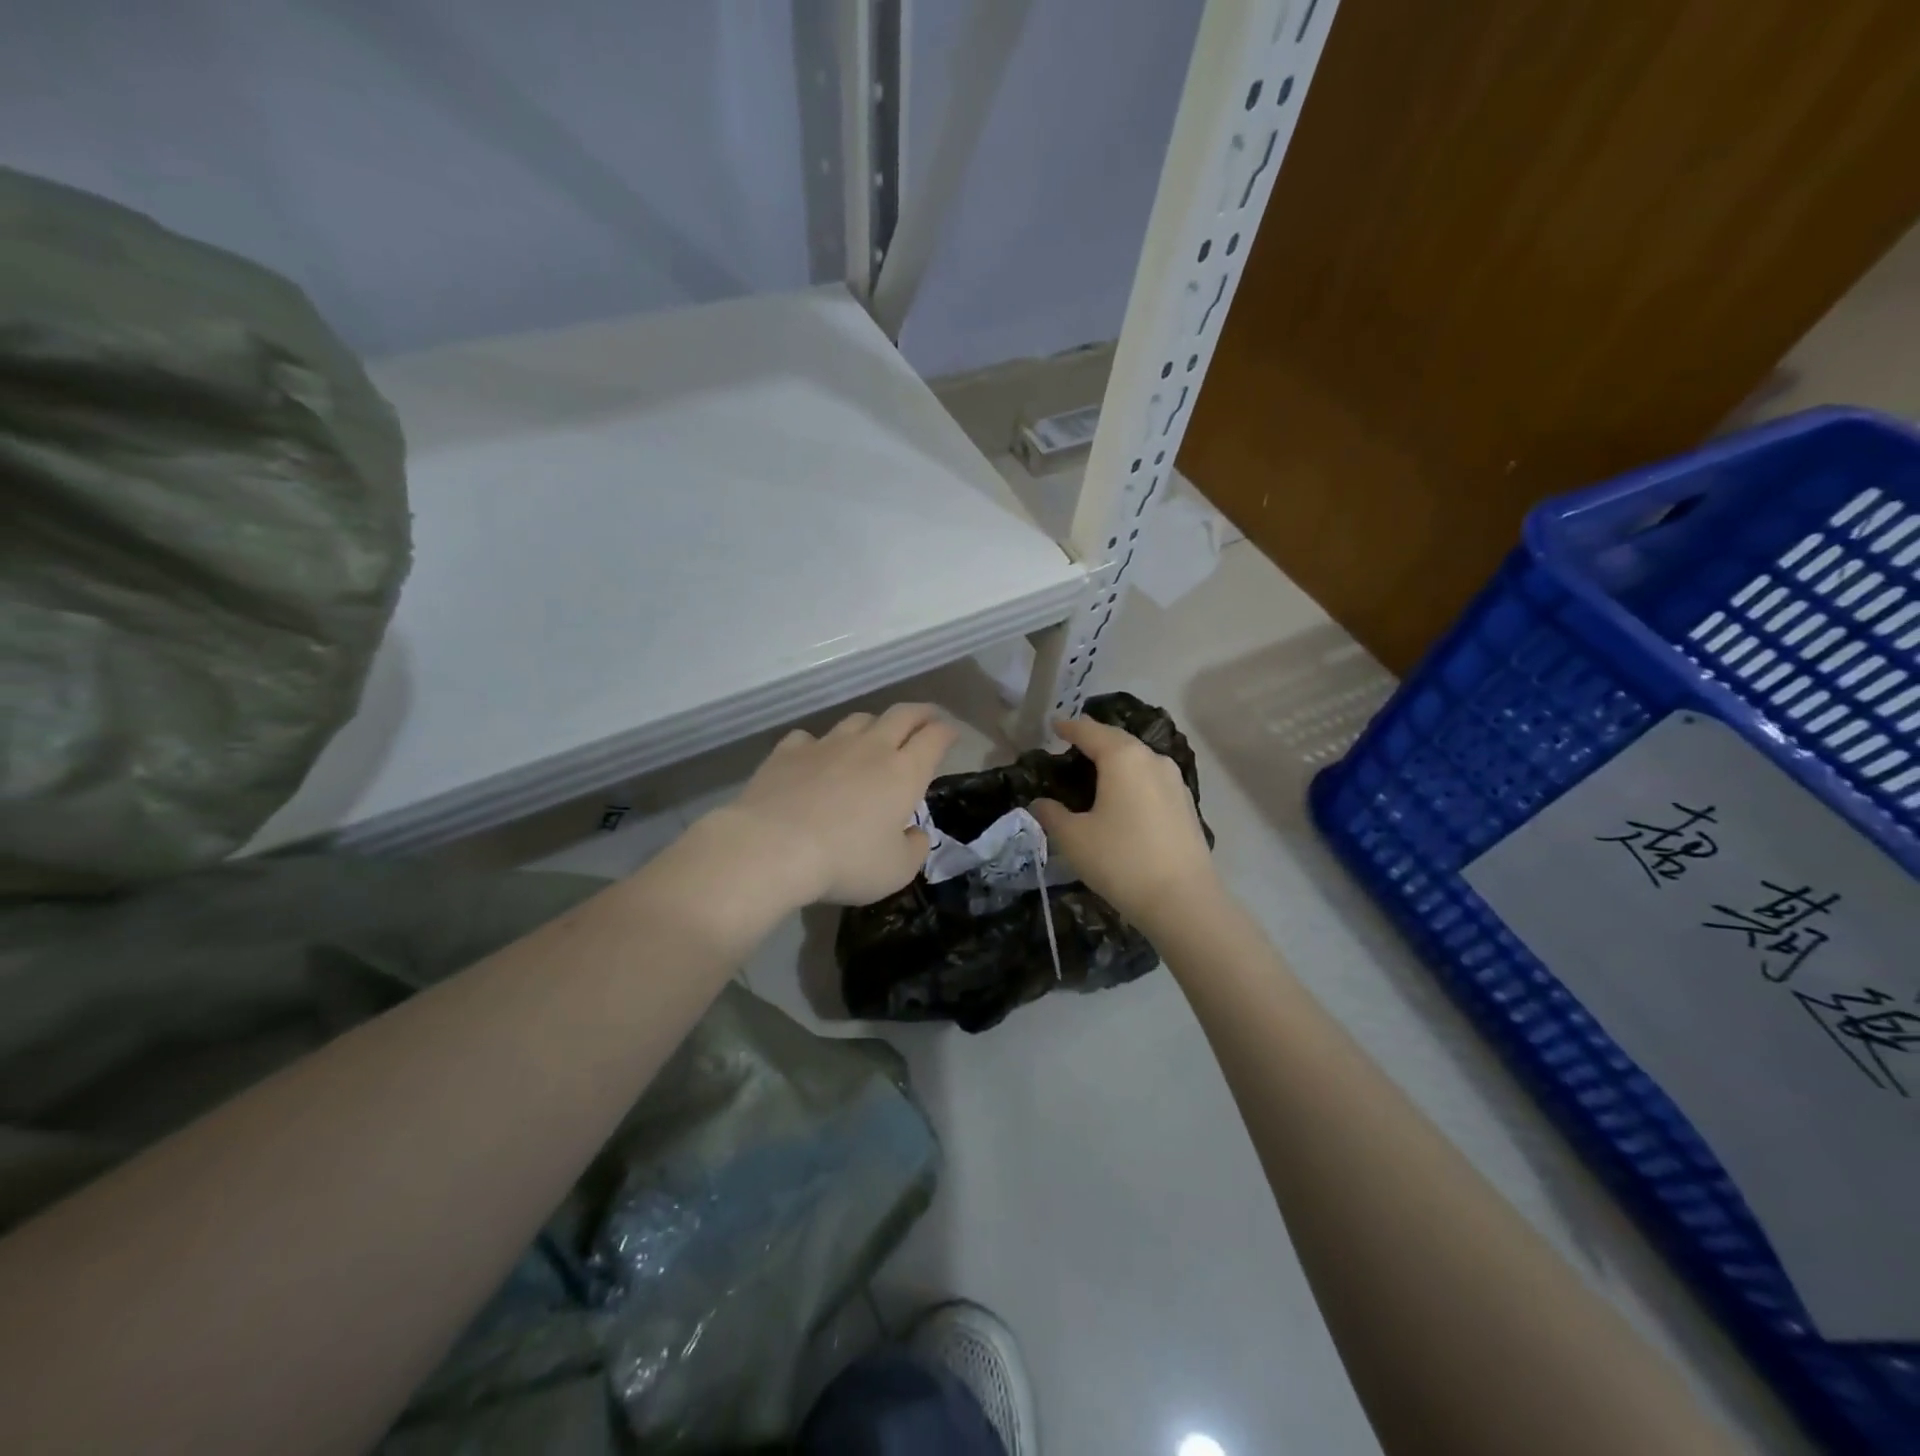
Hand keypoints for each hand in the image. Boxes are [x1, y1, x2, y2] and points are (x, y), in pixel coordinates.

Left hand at [707, 703, 957, 907]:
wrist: (772, 847)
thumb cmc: (846, 861)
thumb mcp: (896, 871)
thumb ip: (914, 848)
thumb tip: (914, 833)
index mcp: (904, 772)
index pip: (935, 737)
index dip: (947, 732)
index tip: (951, 734)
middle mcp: (870, 747)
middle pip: (902, 715)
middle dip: (920, 714)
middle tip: (926, 719)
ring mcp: (827, 744)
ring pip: (858, 720)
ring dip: (873, 725)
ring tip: (874, 737)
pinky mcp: (788, 751)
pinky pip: (810, 738)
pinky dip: (820, 745)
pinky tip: (815, 757)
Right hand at [1030, 716, 1220, 931]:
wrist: (1182, 901)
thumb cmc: (1121, 860)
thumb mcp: (1074, 838)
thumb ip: (1051, 814)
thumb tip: (1040, 803)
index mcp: (1123, 758)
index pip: (1090, 732)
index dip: (1069, 727)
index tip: (1054, 724)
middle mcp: (1153, 760)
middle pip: (1118, 740)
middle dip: (1094, 739)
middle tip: (1072, 743)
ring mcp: (1175, 781)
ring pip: (1138, 760)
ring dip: (1116, 759)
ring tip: (1095, 769)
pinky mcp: (1186, 805)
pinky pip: (1151, 779)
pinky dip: (1132, 779)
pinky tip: (1123, 796)